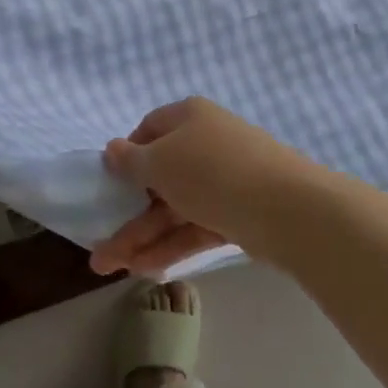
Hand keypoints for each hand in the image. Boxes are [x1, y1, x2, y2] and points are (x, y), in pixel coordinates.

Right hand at [90, 96, 338, 277]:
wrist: (287, 208)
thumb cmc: (212, 171)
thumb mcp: (160, 162)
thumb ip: (131, 161)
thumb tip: (112, 149)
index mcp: (188, 117)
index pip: (149, 129)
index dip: (127, 155)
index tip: (110, 183)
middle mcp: (206, 143)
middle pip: (159, 176)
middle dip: (127, 211)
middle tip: (100, 244)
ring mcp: (224, 181)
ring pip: (175, 207)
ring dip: (142, 236)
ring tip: (109, 268)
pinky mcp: (238, 215)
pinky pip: (196, 227)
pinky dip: (171, 246)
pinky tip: (144, 270)